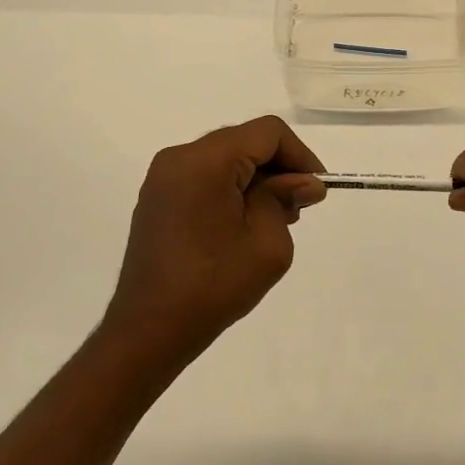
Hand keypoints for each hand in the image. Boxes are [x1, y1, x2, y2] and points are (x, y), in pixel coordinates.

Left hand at [103, 117, 327, 359]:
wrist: (148, 331)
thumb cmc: (213, 286)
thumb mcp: (267, 243)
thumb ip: (286, 199)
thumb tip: (304, 182)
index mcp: (206, 161)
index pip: (267, 133)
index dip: (300, 155)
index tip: (316, 190)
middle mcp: (179, 157)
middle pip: (244, 141)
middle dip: (279, 167)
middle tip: (299, 207)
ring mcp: (163, 177)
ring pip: (225, 157)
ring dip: (256, 178)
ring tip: (275, 219)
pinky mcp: (157, 198)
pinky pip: (205, 176)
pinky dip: (231, 188)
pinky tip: (243, 224)